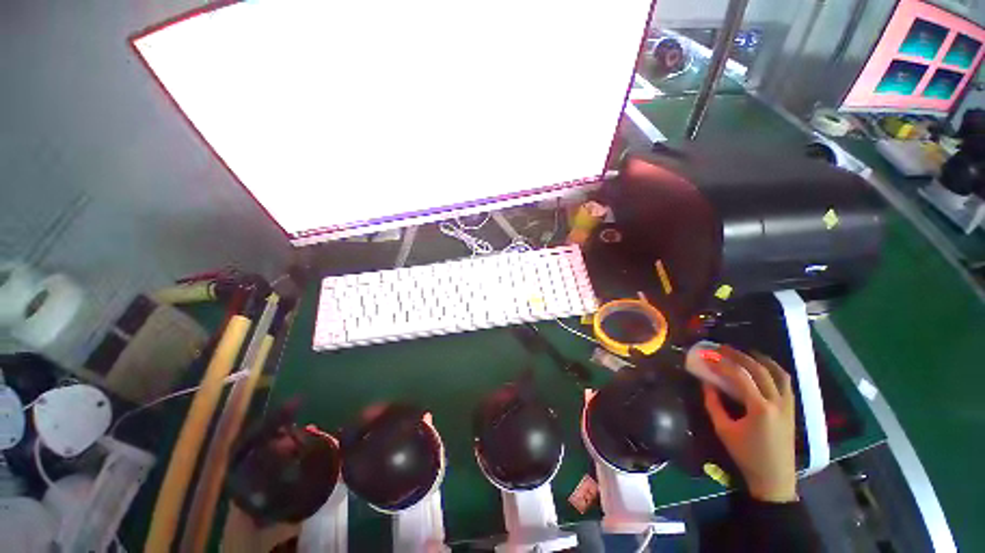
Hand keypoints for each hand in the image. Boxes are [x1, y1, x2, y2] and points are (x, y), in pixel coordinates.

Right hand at [702, 345, 796, 502]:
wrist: (774, 478)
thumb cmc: (746, 455)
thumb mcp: (723, 430)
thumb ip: (713, 404)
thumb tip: (706, 382)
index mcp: (760, 408)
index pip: (740, 376)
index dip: (722, 363)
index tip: (707, 356)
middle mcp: (777, 402)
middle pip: (759, 370)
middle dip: (739, 356)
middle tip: (722, 348)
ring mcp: (788, 405)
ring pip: (778, 373)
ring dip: (760, 359)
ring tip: (744, 352)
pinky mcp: (792, 409)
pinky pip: (785, 383)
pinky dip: (773, 370)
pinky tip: (762, 368)